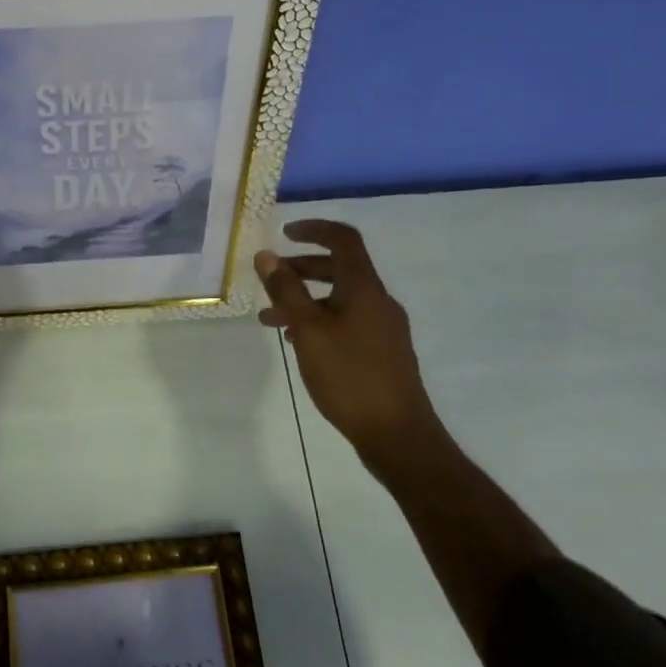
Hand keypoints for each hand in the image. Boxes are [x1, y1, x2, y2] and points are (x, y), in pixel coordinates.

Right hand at [255, 220, 437, 461]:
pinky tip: (297, 343)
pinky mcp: (382, 352)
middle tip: (270, 278)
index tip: (284, 233)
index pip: (344, 240)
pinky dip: (320, 321)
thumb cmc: (350, 377)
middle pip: (339, 269)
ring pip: (339, 299)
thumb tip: (267, 255)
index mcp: (364, 289)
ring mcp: (383, 328)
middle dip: (301, 268)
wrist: (399, 436)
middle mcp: (378, 301)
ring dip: (305, 300)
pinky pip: (346, 321)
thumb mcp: (309, 330)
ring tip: (270, 319)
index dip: (315, 229)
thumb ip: (287, 291)